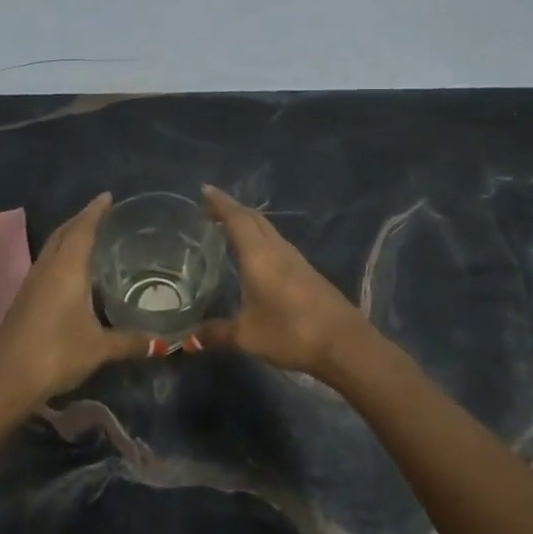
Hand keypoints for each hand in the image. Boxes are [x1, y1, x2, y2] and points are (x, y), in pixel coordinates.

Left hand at [0, 193, 152, 406]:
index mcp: (66, 269)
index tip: (108, 196)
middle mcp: (47, 268)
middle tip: (102, 212)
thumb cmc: (55, 353)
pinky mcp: (24, 300)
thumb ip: (130, 341)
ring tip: (89, 235)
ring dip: (69, 236)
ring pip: (52, 248)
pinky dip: (61, 255)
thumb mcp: (98, 348)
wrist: (5, 380)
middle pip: (64, 233)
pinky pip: (46, 264)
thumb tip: (165, 343)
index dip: (95, 211)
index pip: (82, 229)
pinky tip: (71, 270)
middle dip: (81, 219)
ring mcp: (31, 284)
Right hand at [194, 185, 374, 380]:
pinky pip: (278, 244)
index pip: (237, 219)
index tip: (205, 189)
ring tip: (230, 228)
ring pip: (269, 230)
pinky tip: (257, 255)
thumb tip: (188, 339)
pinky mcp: (308, 273)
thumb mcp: (247, 336)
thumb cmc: (291, 332)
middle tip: (212, 208)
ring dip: (249, 223)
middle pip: (254, 219)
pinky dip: (262, 239)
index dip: (220, 203)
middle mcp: (278, 250)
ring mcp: (297, 260)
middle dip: (233, 209)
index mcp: (259, 255)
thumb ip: (216, 334)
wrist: (344, 344)